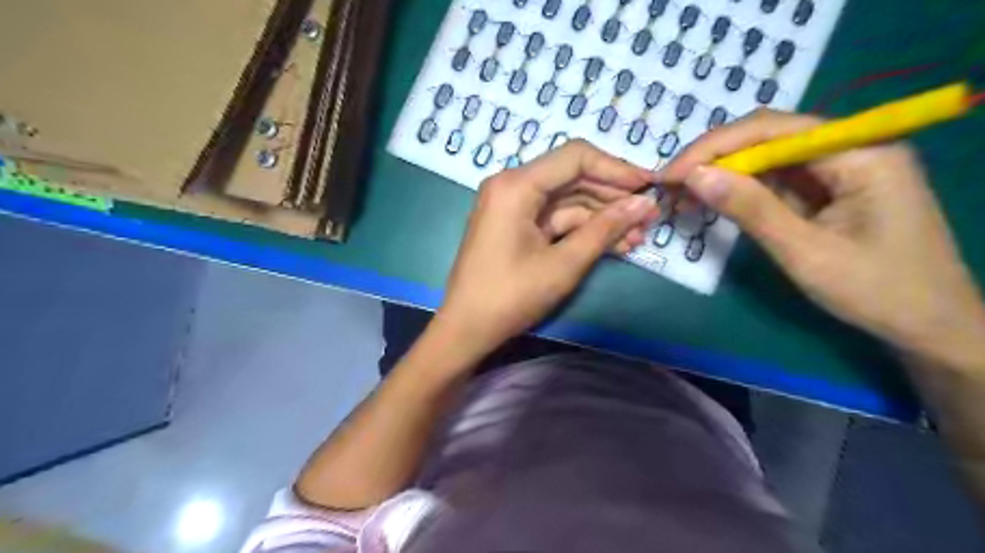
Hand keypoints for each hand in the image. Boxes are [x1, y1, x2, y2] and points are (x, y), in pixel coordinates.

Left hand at [431, 140, 656, 360]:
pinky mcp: (515, 225)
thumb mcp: (563, 264)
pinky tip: (613, 244)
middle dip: (612, 197)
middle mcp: (512, 185)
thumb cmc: (510, 296)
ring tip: (637, 236)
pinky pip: (555, 219)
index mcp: (516, 185)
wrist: (466, 328)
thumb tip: (644, 204)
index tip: (649, 186)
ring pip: (567, 201)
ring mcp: (512, 206)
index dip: (616, 169)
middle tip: (648, 216)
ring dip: (601, 217)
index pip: (576, 158)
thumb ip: (605, 230)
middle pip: (572, 177)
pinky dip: (581, 230)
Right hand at [656, 108, 984, 366]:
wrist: (928, 327)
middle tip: (670, 185)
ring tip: (683, 196)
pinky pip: (777, 180)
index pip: (772, 129)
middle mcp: (850, 148)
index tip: (671, 174)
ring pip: (767, 158)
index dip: (714, 147)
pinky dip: (741, 191)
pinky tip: (713, 202)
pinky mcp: (829, 190)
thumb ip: (751, 209)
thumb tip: (694, 176)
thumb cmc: (876, 291)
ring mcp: (839, 169)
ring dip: (723, 175)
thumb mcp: (805, 252)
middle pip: (768, 138)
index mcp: (859, 152)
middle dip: (714, 159)